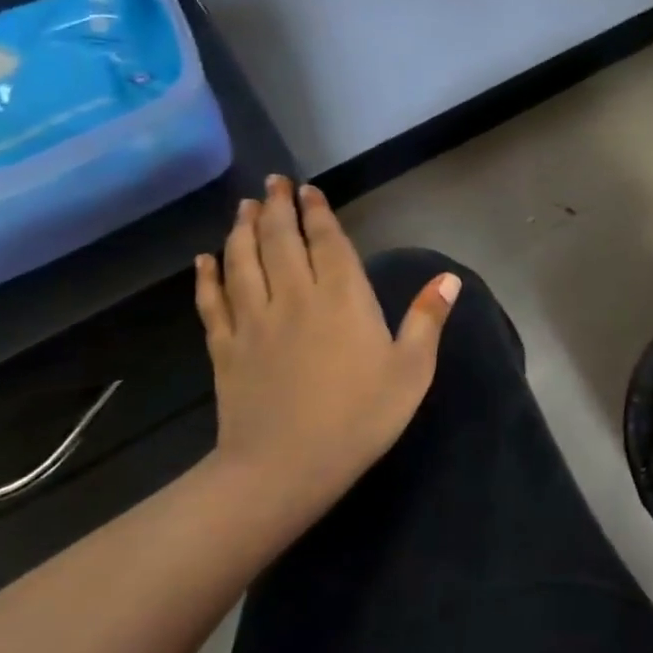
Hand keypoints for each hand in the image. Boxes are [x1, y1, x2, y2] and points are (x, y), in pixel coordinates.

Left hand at [194, 176, 458, 519]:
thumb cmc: (359, 417)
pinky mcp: (225, 349)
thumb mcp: (411, 371)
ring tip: (244, 207)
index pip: (327, 242)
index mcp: (343, 298)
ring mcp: (253, 321)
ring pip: (243, 262)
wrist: (284, 468)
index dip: (317, 213)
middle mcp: (295, 296)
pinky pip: (212, 302)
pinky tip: (204, 260)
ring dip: (242, 230)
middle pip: (280, 241)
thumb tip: (449, 277)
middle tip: (272, 183)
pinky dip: (207, 277)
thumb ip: (427, 319)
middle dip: (277, 208)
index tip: (307, 189)